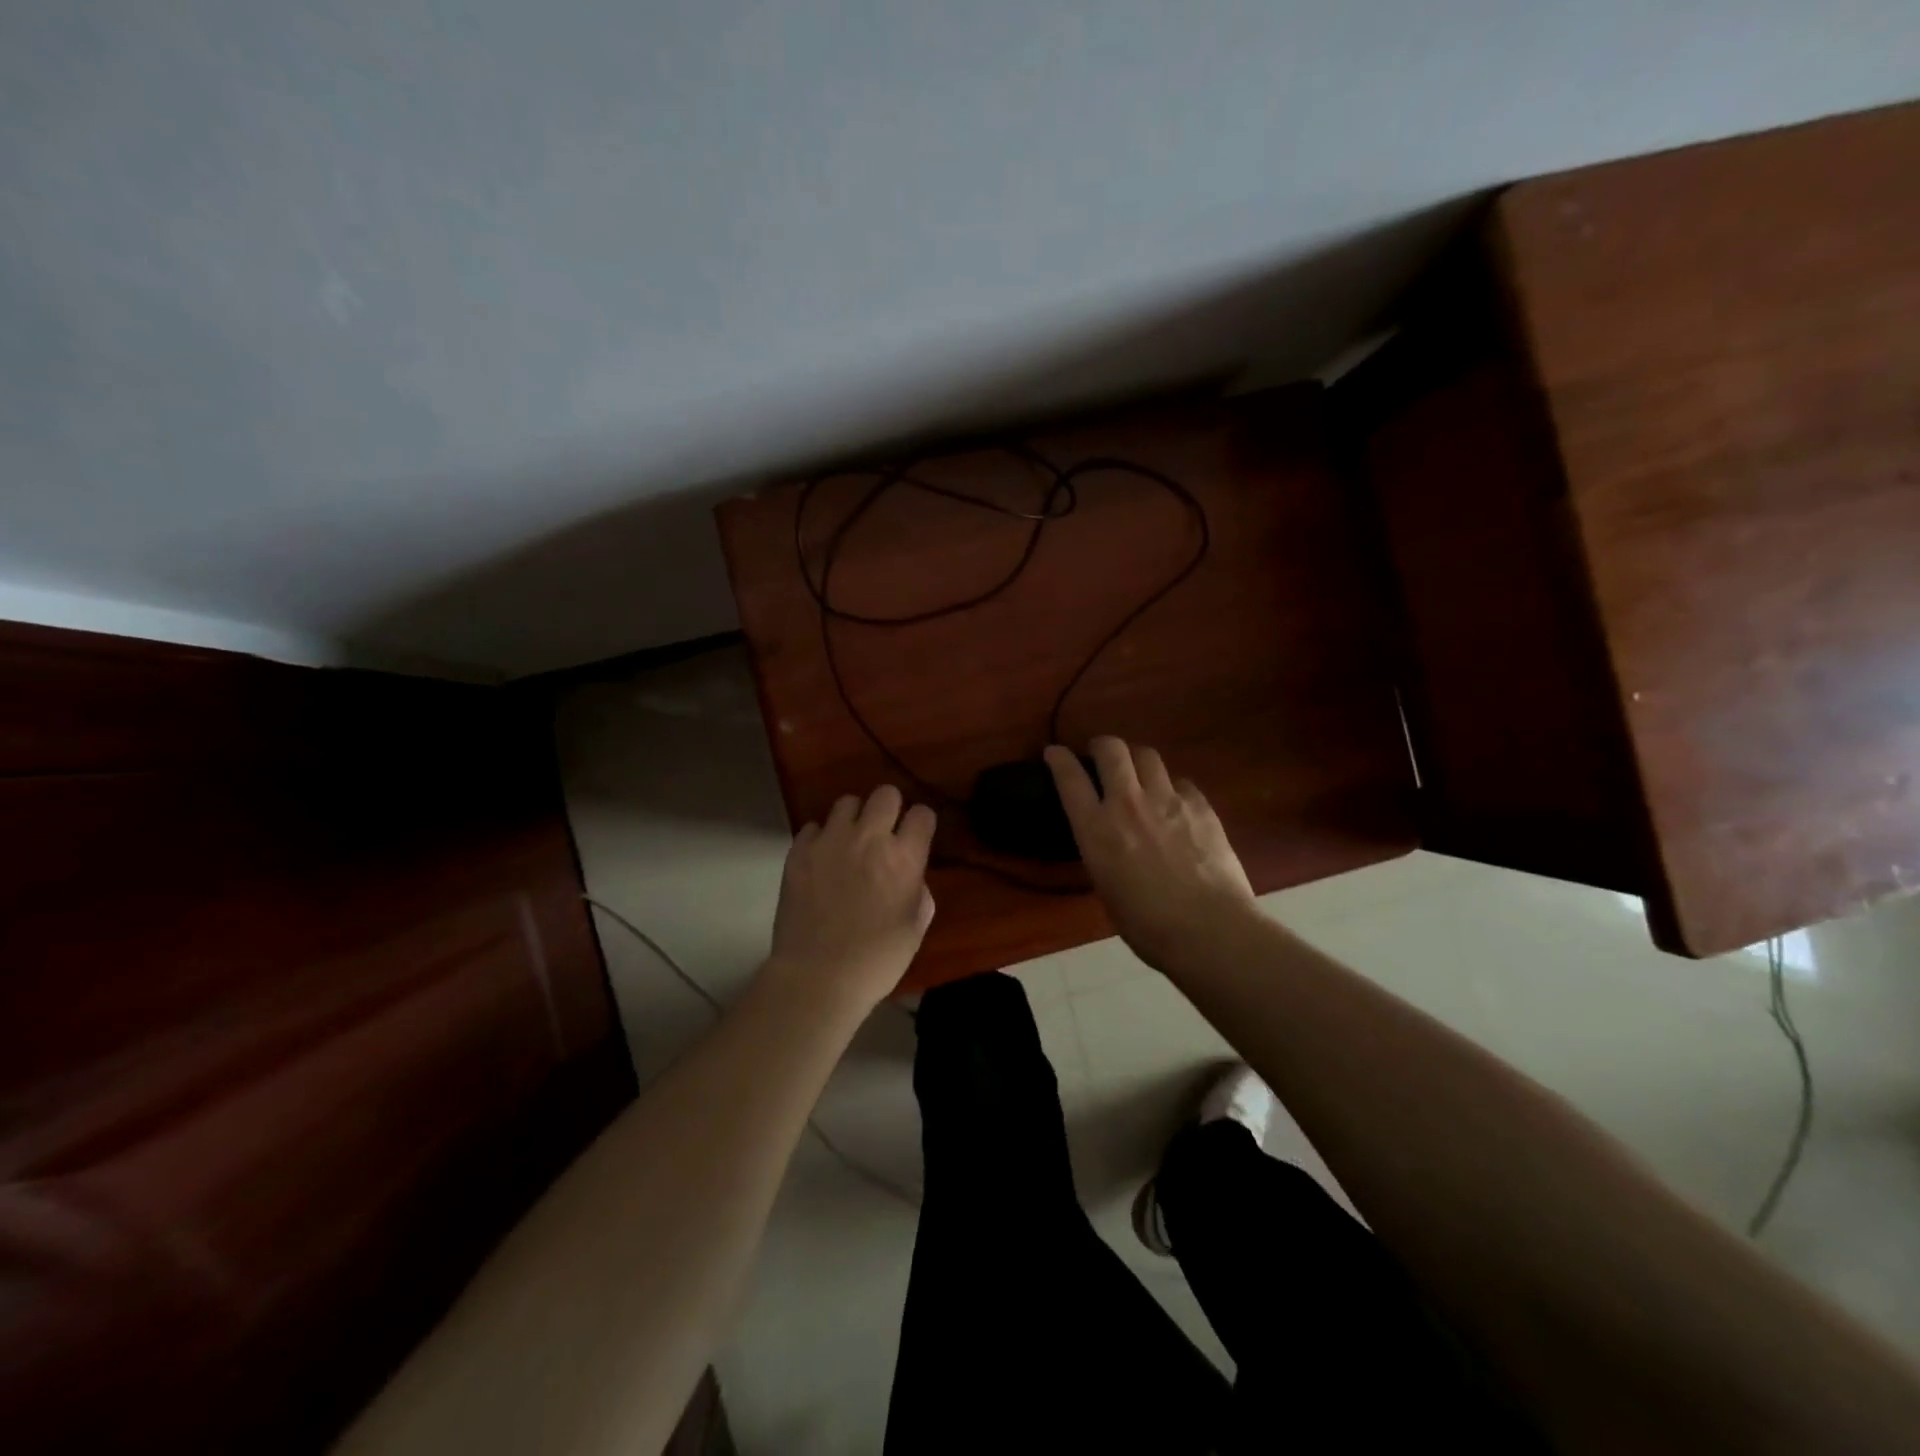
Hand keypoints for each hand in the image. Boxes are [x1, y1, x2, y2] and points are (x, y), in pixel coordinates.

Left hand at [766, 785, 935, 1010]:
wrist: (817, 977)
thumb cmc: (876, 960)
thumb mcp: (914, 930)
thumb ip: (918, 895)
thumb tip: (911, 879)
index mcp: (903, 858)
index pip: (922, 814)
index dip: (921, 824)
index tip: (916, 837)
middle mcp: (869, 838)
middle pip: (885, 794)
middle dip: (890, 808)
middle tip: (884, 833)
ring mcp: (830, 841)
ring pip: (847, 802)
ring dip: (854, 819)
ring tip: (850, 842)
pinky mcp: (799, 852)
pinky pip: (813, 827)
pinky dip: (820, 838)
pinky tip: (822, 860)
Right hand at [1044, 737, 1256, 971]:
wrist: (1208, 929)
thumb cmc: (1147, 925)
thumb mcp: (1106, 888)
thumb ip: (1102, 852)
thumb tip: (1110, 842)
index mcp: (1096, 829)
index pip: (1069, 778)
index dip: (1058, 759)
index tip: (1054, 752)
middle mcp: (1127, 803)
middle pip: (1111, 749)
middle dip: (1102, 746)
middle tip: (1101, 755)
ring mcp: (1167, 799)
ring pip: (1147, 755)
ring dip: (1137, 761)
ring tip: (1140, 775)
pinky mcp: (1200, 805)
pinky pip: (1181, 782)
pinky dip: (1173, 789)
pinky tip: (1177, 806)